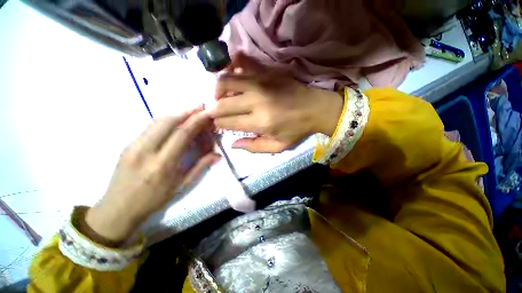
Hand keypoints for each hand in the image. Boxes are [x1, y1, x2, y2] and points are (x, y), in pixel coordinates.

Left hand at [85, 106, 220, 245]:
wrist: (118, 209)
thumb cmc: (154, 200)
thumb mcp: (181, 186)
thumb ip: (200, 167)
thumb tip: (218, 154)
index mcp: (162, 164)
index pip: (182, 134)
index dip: (196, 121)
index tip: (207, 113)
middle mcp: (145, 151)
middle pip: (167, 122)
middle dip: (186, 111)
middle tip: (200, 106)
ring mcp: (133, 146)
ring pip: (156, 121)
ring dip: (176, 113)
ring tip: (190, 111)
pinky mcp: (127, 145)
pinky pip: (149, 127)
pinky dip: (165, 120)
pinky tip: (175, 121)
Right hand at [209, 54, 343, 152]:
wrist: (316, 108)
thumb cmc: (297, 130)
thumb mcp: (278, 146)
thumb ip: (254, 147)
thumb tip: (233, 144)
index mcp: (260, 122)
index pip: (228, 122)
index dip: (218, 124)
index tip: (217, 124)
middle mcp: (257, 101)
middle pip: (222, 103)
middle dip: (213, 109)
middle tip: (214, 111)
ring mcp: (261, 82)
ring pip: (226, 80)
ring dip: (217, 89)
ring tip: (220, 96)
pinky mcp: (266, 71)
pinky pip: (242, 62)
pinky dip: (231, 66)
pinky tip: (231, 74)